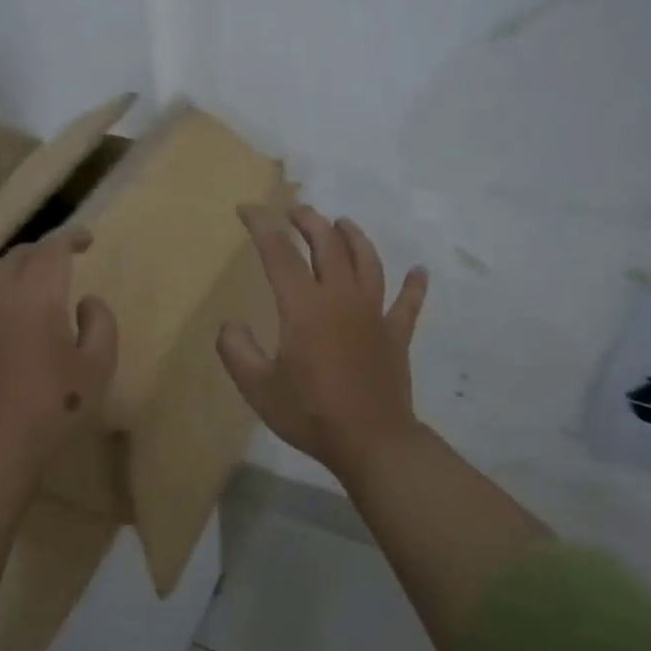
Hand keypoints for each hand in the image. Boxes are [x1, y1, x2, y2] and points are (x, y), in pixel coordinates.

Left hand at [0, 226, 118, 475]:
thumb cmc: (55, 407)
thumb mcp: (99, 366)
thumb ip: (101, 322)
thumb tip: (86, 300)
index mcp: (37, 294)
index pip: (52, 247)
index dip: (70, 236)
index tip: (85, 240)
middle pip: (17, 256)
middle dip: (41, 254)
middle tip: (58, 266)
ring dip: (8, 273)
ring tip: (22, 289)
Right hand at [217, 205, 428, 481]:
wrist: (371, 442)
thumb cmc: (310, 414)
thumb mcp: (257, 387)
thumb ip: (236, 350)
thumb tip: (230, 324)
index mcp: (304, 307)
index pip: (279, 253)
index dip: (262, 226)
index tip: (248, 209)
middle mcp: (341, 298)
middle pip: (328, 245)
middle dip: (309, 221)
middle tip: (296, 211)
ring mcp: (374, 314)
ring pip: (367, 262)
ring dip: (353, 237)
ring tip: (342, 223)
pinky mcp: (396, 335)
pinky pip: (408, 303)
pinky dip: (414, 285)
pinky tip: (419, 271)